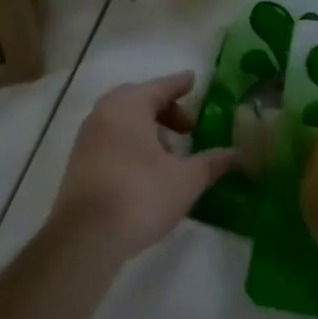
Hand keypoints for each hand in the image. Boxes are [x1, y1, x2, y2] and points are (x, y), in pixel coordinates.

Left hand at [51, 72, 237, 262]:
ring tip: (171, 152)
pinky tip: (148, 169)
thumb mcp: (186, 179)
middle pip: (138, 100)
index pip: (160, 86)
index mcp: (129, 106)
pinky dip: (131, 143)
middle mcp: (103, 114)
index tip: (194, 80)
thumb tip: (238, 154)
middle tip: (188, 126)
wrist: (85, 238)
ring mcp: (87, 139)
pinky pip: (111, 139)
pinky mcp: (79, 164)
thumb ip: (212, 162)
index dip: (180, 84)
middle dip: (165, 109)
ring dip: (148, 129)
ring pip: (122, 121)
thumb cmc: (140, 195)